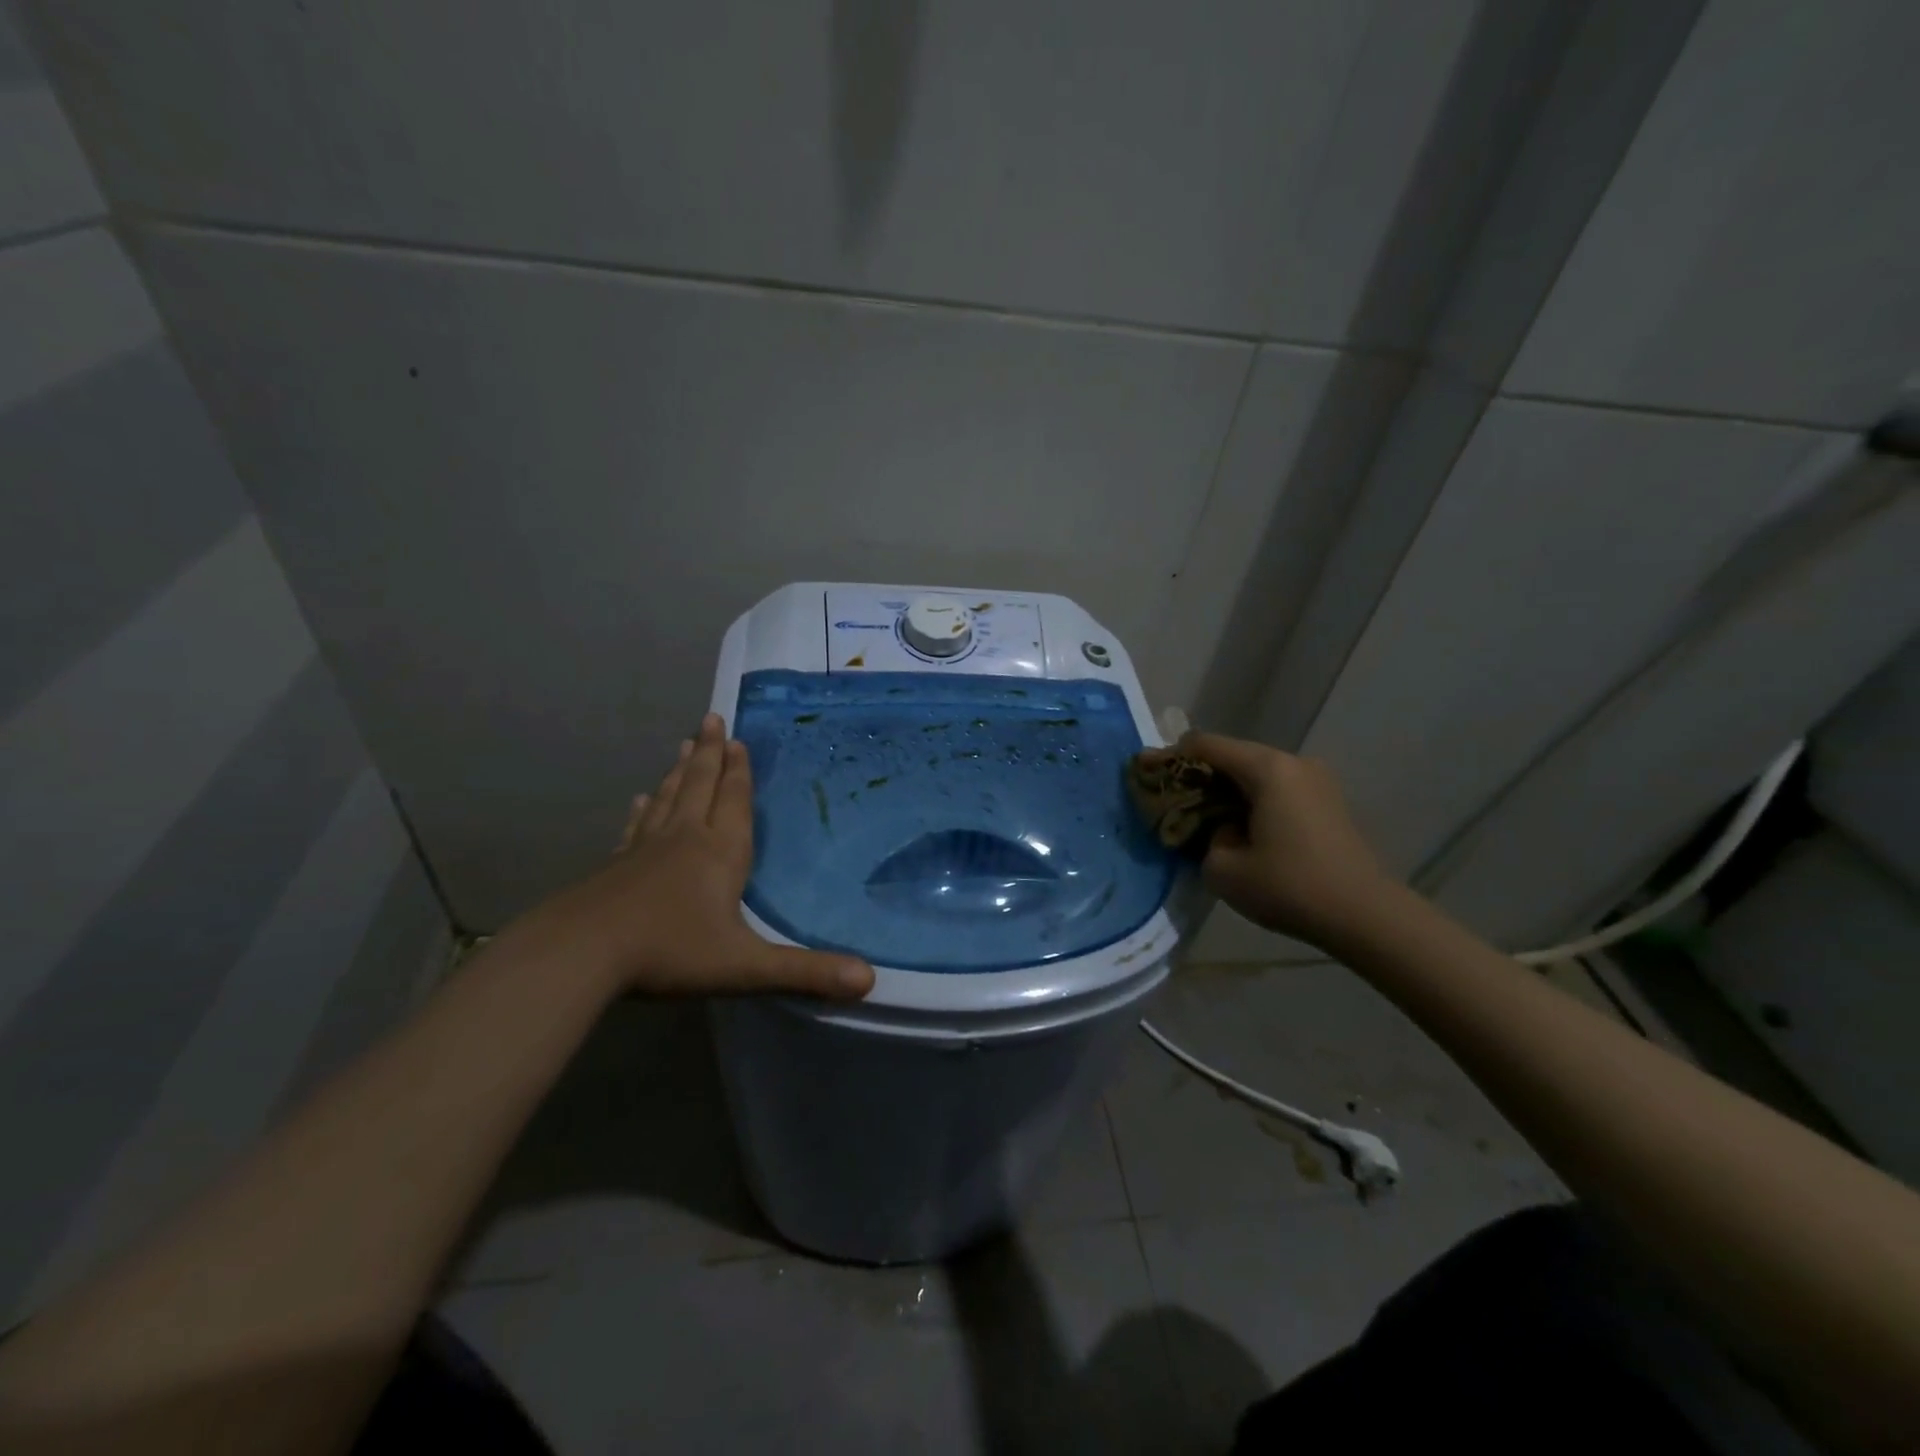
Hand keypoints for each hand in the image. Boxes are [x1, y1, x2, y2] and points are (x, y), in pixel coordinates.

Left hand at [520, 714, 874, 999]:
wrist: (580, 953)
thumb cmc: (670, 952)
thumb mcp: (745, 966)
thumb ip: (806, 972)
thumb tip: (870, 980)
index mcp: (719, 853)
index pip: (733, 801)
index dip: (739, 771)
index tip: (737, 739)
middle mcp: (684, 839)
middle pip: (700, 786)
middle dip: (710, 753)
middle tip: (711, 718)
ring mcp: (645, 850)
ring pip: (669, 799)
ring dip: (680, 771)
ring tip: (684, 745)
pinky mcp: (615, 866)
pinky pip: (636, 828)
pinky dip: (643, 810)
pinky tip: (640, 801)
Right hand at [1179, 731, 1398, 949]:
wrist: (1366, 917)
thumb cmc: (1290, 887)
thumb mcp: (1223, 869)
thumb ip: (1206, 838)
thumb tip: (1221, 830)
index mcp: (1267, 769)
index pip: (1204, 745)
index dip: (1169, 757)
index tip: (1145, 773)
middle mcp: (1293, 763)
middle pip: (1231, 756)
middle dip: (1197, 775)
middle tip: (1168, 798)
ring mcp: (1316, 781)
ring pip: (1255, 774)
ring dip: (1225, 790)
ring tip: (1201, 817)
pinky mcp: (1327, 802)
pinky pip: (1276, 789)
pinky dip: (1250, 801)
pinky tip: (1239, 828)